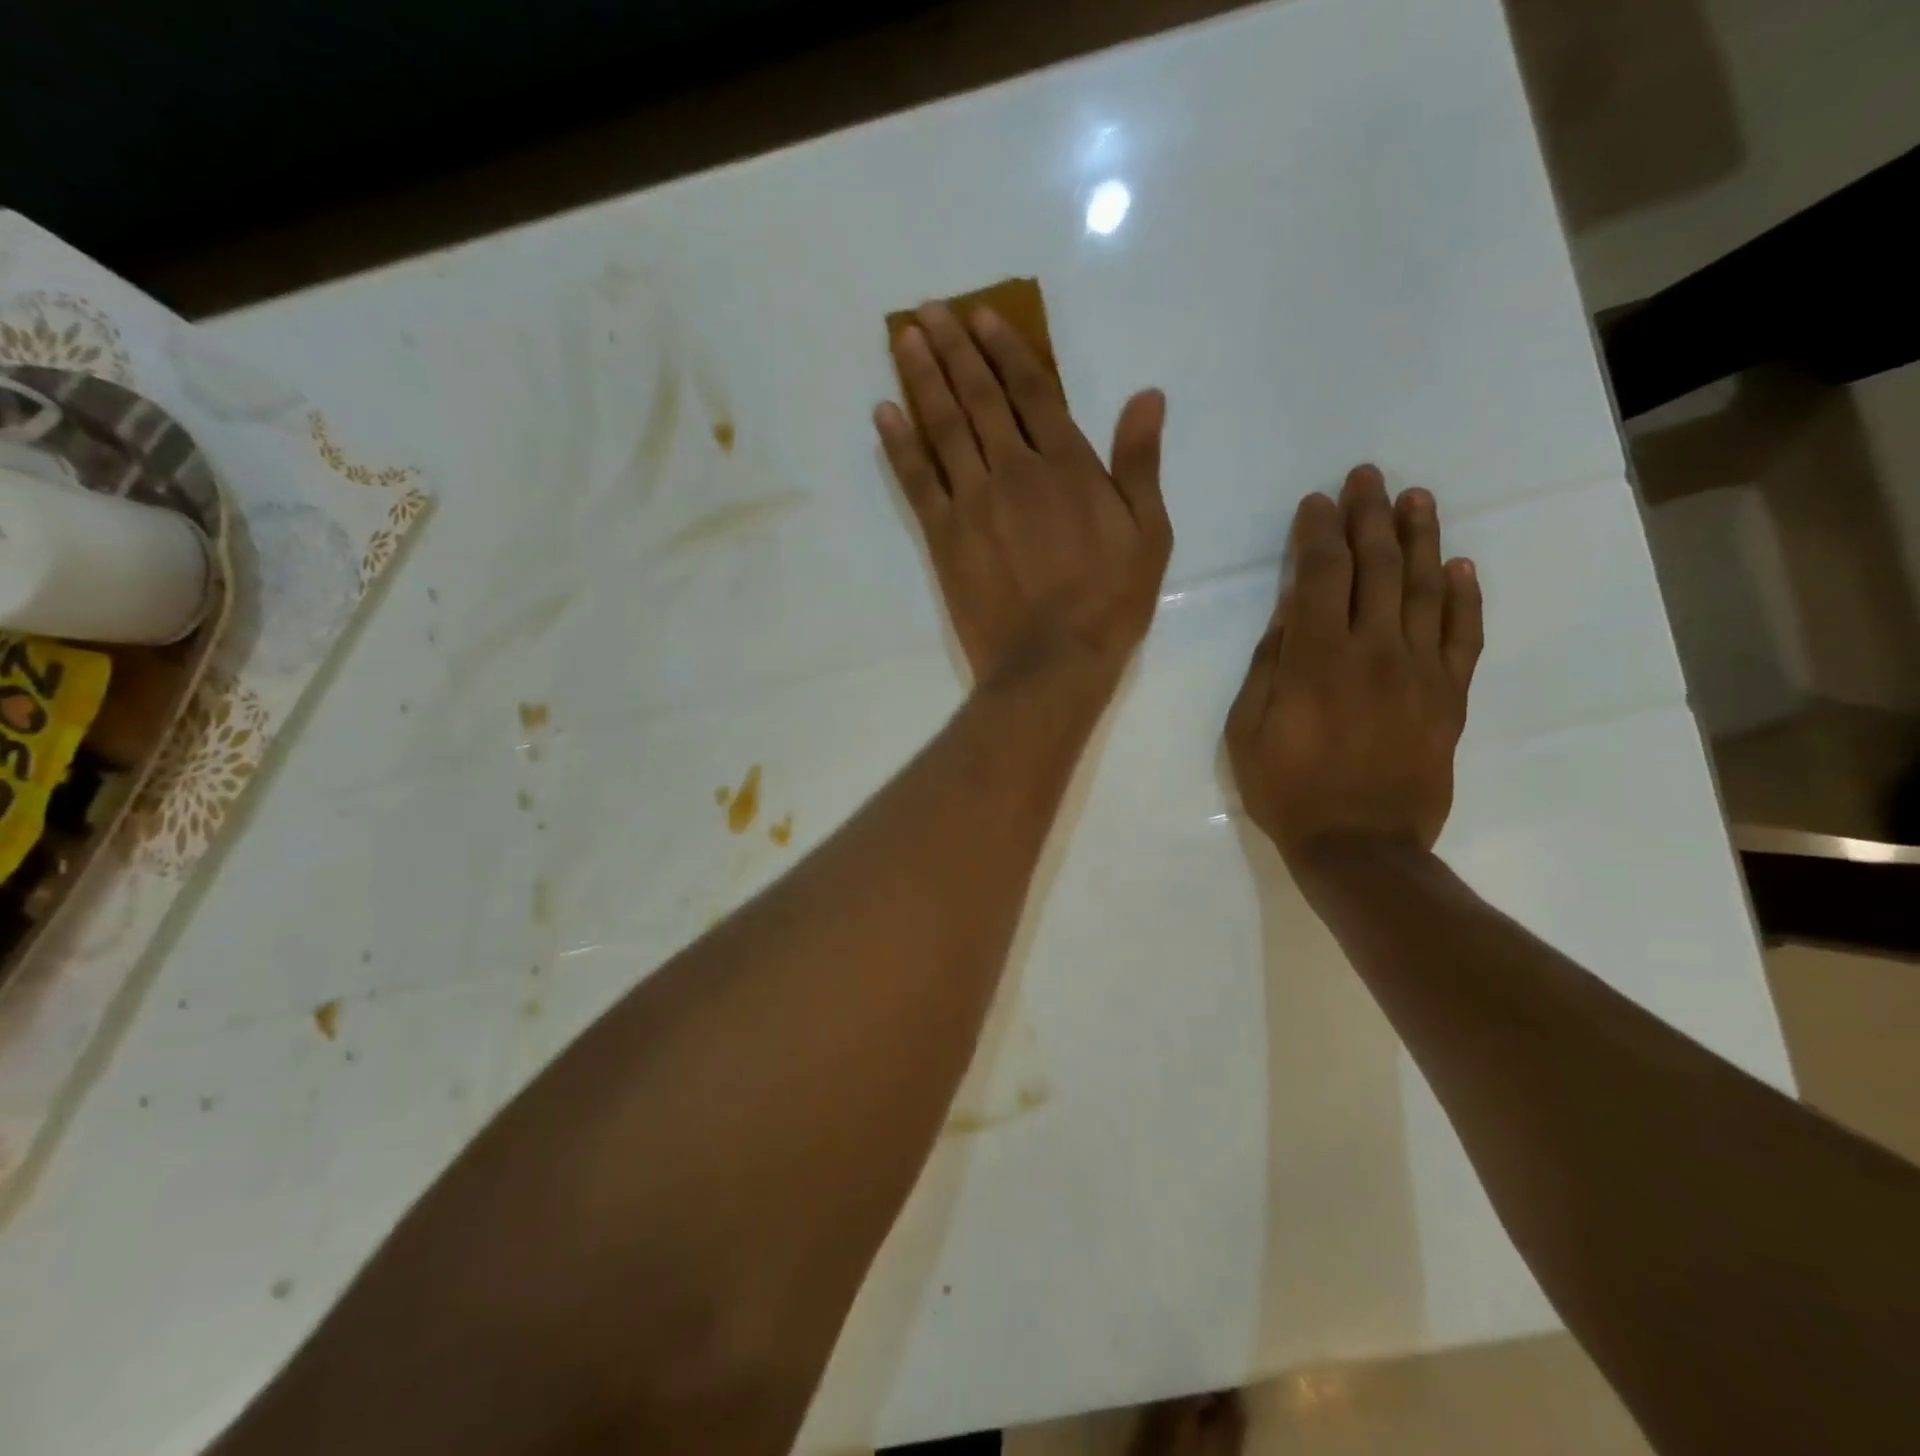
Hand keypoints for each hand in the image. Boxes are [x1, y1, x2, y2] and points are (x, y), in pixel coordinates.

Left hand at [876, 303, 1171, 690]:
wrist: (1052, 661)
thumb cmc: (1108, 603)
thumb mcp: (1148, 534)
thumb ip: (1140, 464)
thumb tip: (1146, 396)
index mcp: (1067, 466)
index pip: (1031, 391)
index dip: (1004, 349)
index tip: (980, 316)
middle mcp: (1014, 470)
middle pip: (978, 398)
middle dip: (953, 350)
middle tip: (927, 311)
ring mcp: (973, 502)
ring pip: (943, 427)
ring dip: (922, 379)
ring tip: (904, 339)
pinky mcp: (944, 537)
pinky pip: (917, 480)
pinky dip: (898, 444)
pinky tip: (883, 413)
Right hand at [1226, 465, 1482, 870]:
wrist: (1361, 847)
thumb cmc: (1288, 790)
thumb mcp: (1248, 731)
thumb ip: (1269, 667)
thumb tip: (1289, 617)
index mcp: (1316, 659)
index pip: (1321, 576)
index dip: (1318, 533)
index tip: (1317, 502)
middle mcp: (1374, 651)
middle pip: (1377, 568)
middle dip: (1369, 516)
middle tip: (1367, 476)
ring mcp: (1420, 671)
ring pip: (1425, 589)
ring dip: (1420, 538)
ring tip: (1415, 498)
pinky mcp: (1449, 696)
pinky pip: (1463, 635)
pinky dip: (1465, 596)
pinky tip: (1461, 565)